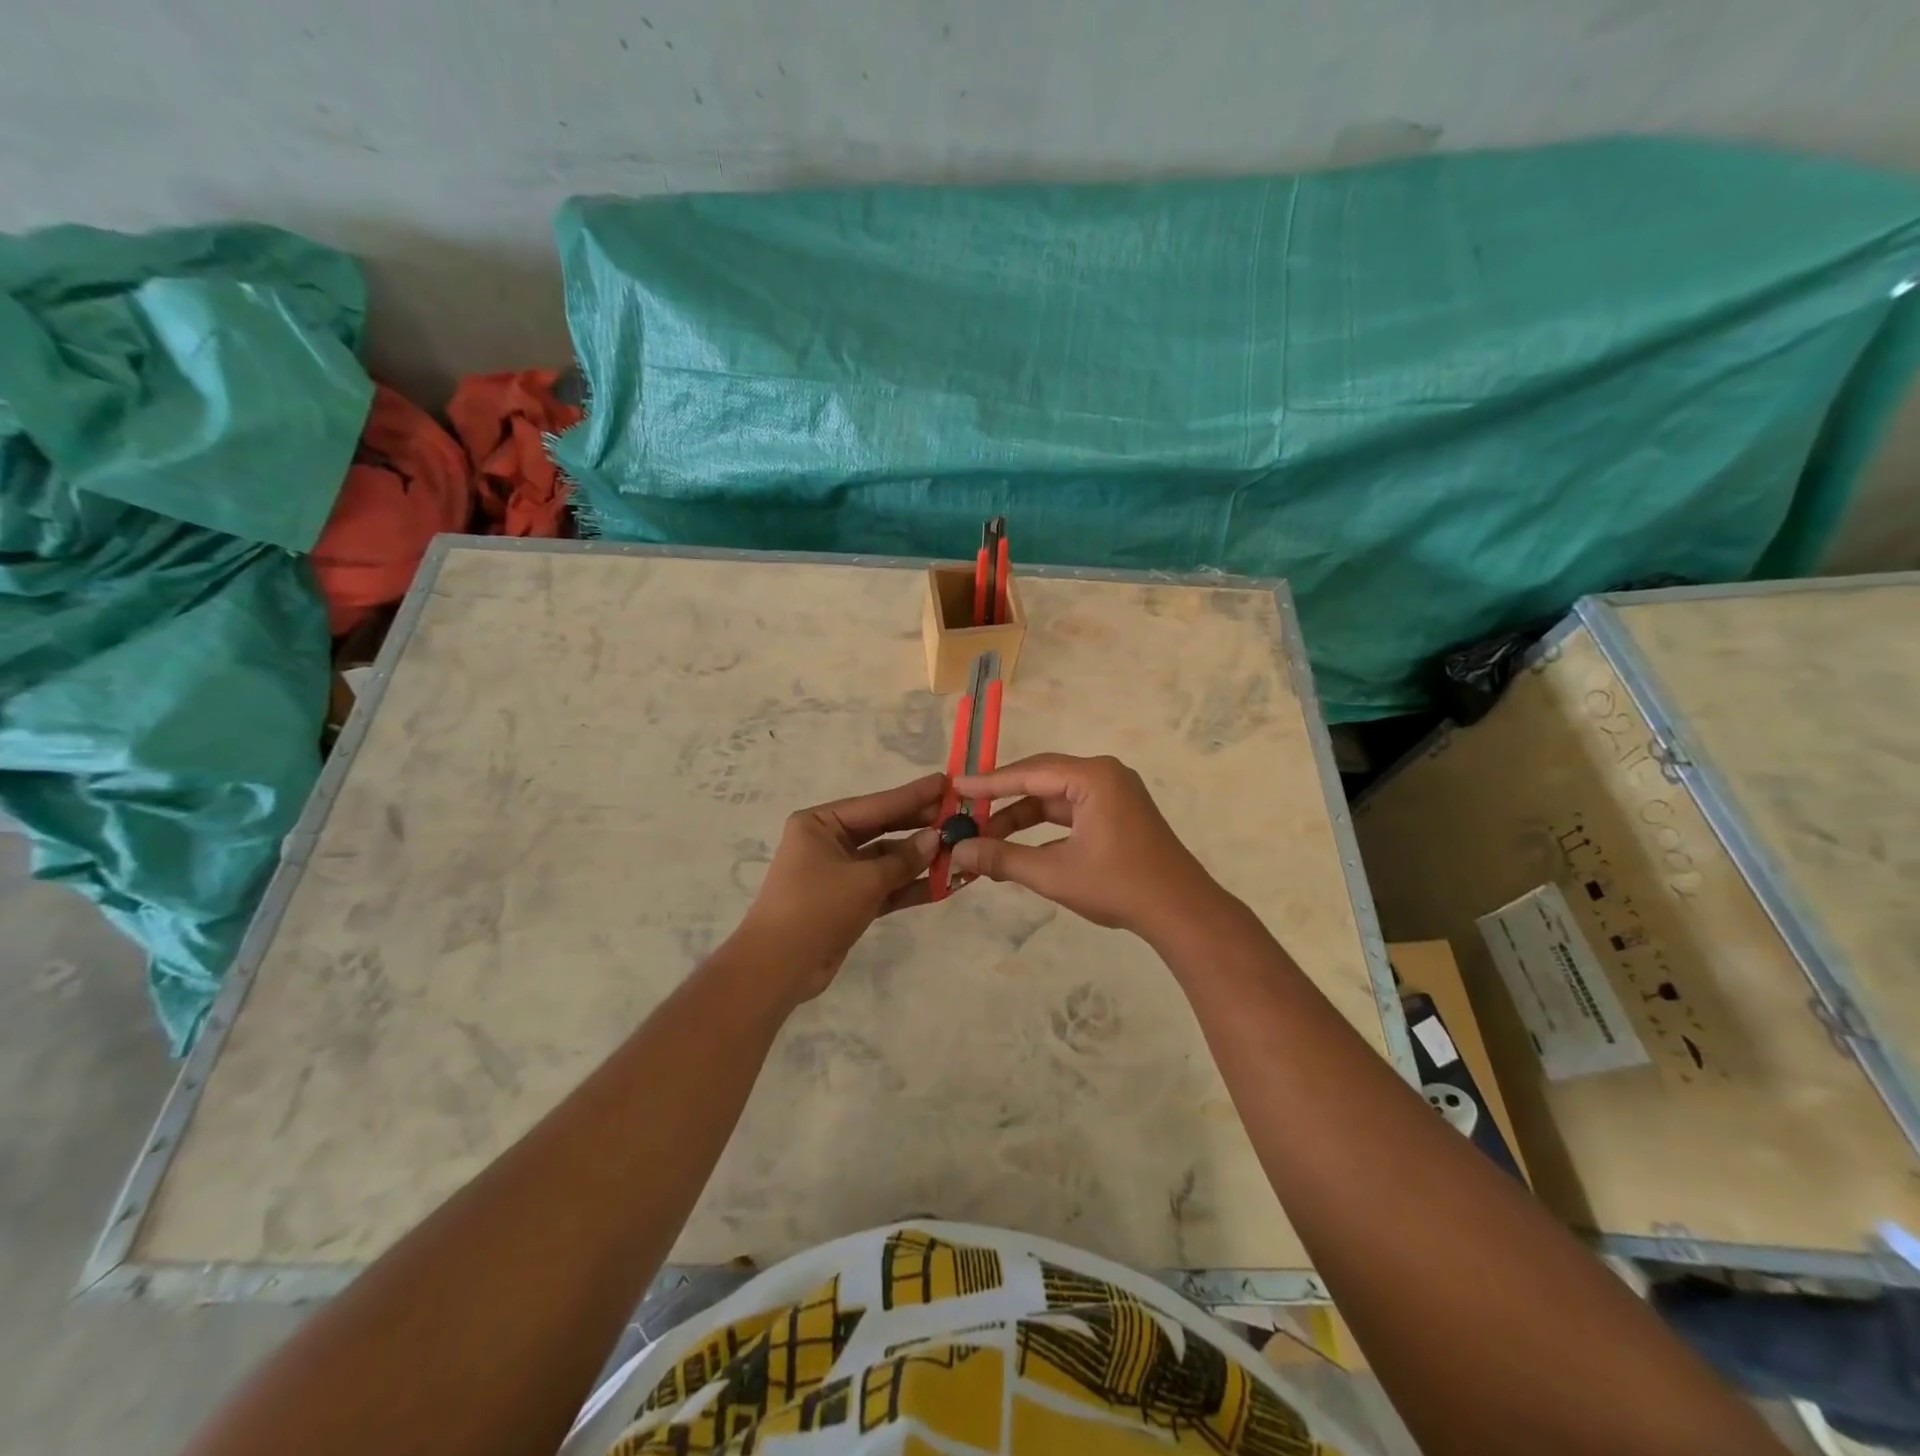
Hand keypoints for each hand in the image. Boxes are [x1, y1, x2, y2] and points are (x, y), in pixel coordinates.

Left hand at [736, 773, 943, 1003]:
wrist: (777, 969)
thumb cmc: (816, 908)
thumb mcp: (864, 880)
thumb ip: (903, 859)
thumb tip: (937, 838)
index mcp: (820, 824)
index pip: (876, 804)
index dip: (913, 795)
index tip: (945, 782)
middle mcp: (828, 842)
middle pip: (883, 829)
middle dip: (920, 827)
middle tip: (959, 817)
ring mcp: (839, 873)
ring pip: (887, 860)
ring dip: (920, 860)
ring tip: (961, 851)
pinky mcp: (848, 901)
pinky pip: (885, 887)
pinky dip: (910, 886)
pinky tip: (945, 883)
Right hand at [949, 753, 1228, 941]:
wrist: (1181, 911)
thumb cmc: (1118, 886)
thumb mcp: (1054, 873)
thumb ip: (1003, 859)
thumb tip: (958, 853)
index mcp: (1093, 777)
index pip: (1029, 773)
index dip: (989, 783)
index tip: (955, 788)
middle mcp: (1104, 775)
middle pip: (1041, 779)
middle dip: (1002, 800)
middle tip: (966, 812)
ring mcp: (1114, 793)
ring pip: (1055, 797)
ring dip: (1022, 817)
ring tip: (985, 837)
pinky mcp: (1118, 812)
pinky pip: (1071, 810)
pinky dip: (1044, 826)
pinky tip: (1019, 846)